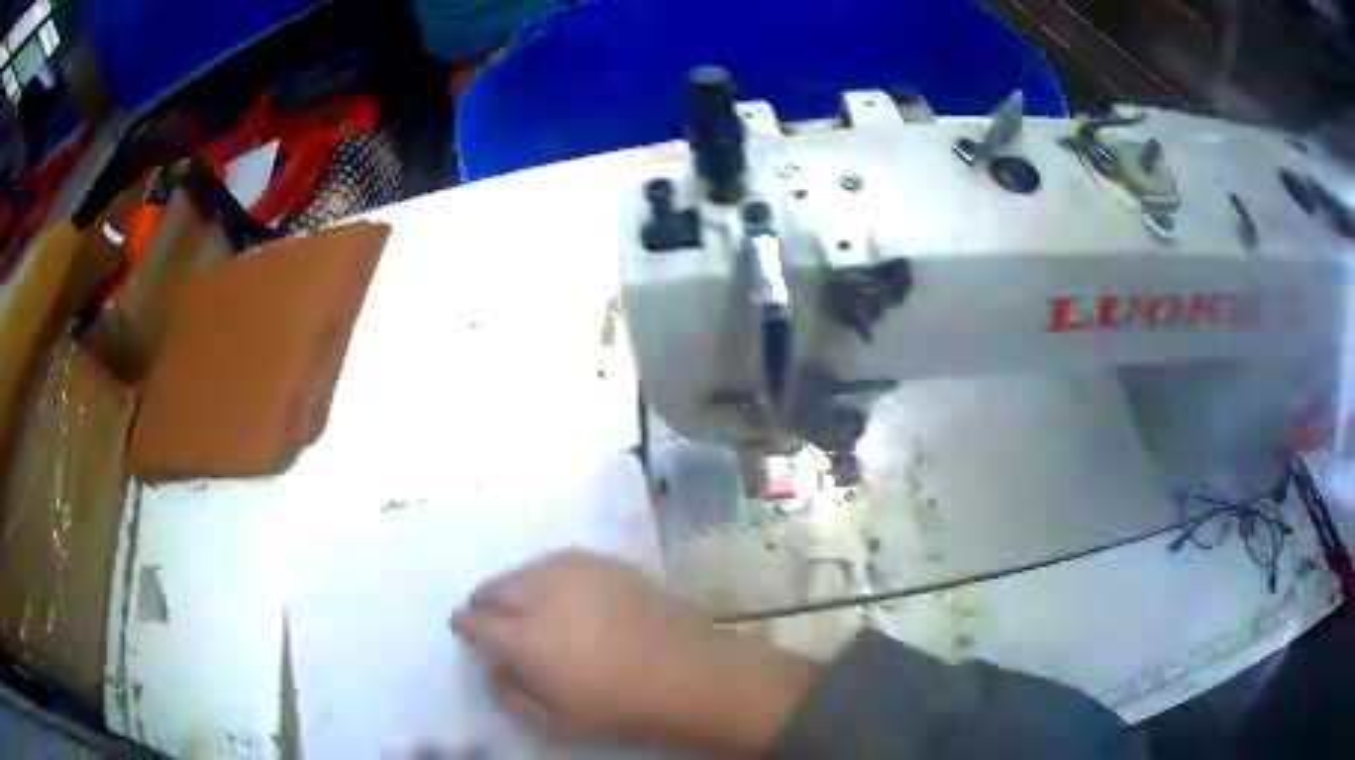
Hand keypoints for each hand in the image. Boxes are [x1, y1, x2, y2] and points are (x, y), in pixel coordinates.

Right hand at [451, 549, 821, 754]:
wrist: (691, 675)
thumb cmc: (620, 708)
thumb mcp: (556, 719)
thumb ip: (511, 692)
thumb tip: (491, 669)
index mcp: (521, 637)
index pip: (474, 620)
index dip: (466, 624)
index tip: (465, 627)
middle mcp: (539, 594)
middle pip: (494, 586)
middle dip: (486, 601)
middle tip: (494, 618)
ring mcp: (574, 571)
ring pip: (524, 569)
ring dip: (516, 586)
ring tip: (530, 606)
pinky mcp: (604, 561)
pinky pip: (558, 561)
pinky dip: (548, 575)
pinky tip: (563, 592)